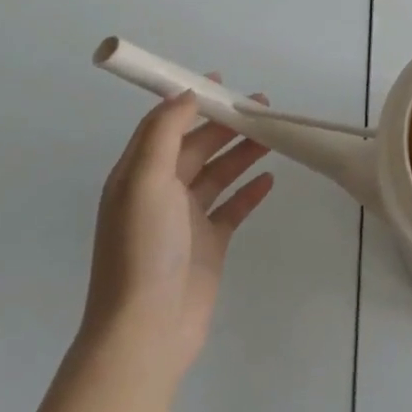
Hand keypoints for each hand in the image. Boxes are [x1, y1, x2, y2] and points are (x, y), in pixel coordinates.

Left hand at [81, 87, 274, 379]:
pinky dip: (250, 190)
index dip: (189, 100)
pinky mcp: (209, 243)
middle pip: (197, 146)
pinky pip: (233, 207)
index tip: (220, 82)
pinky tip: (269, 178)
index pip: (164, 125)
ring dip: (242, 151)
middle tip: (262, 106)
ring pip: (218, 172)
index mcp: (138, 176)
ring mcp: (185, 219)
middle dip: (226, 123)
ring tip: (273, 134)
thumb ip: (164, 134)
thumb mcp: (146, 181)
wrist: (147, 329)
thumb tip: (184, 94)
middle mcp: (159, 193)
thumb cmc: (144, 249)